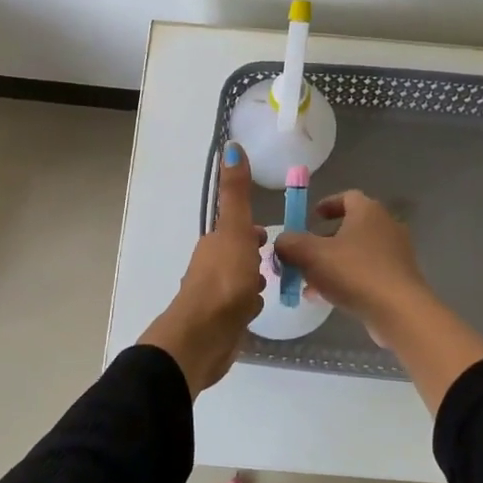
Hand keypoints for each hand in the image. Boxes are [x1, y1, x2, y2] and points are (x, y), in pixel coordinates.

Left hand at [139, 143, 266, 396]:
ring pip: (239, 283)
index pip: (236, 232)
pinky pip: (239, 308)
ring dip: (253, 282)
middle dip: (255, 257)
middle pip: (237, 256)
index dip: (252, 232)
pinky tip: (257, 312)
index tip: (269, 236)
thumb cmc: (224, 280)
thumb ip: (235, 193)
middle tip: (279, 262)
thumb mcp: (234, 230)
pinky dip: (248, 307)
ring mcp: (215, 297)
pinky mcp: (221, 322)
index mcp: (215, 244)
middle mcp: (211, 267)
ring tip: (272, 286)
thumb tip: (230, 146)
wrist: (204, 336)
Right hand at [275, 190, 482, 415]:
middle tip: (304, 254)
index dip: (327, 205)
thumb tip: (281, 241)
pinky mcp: (399, 278)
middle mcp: (386, 226)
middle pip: (350, 227)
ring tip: (309, 282)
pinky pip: (366, 272)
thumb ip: (290, 244)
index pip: (347, 197)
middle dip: (324, 240)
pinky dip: (347, 279)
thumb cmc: (354, 272)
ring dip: (332, 263)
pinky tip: (327, 298)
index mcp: (368, 211)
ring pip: (356, 253)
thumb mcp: (311, 255)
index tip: (310, 217)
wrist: (399, 311)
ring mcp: (395, 253)